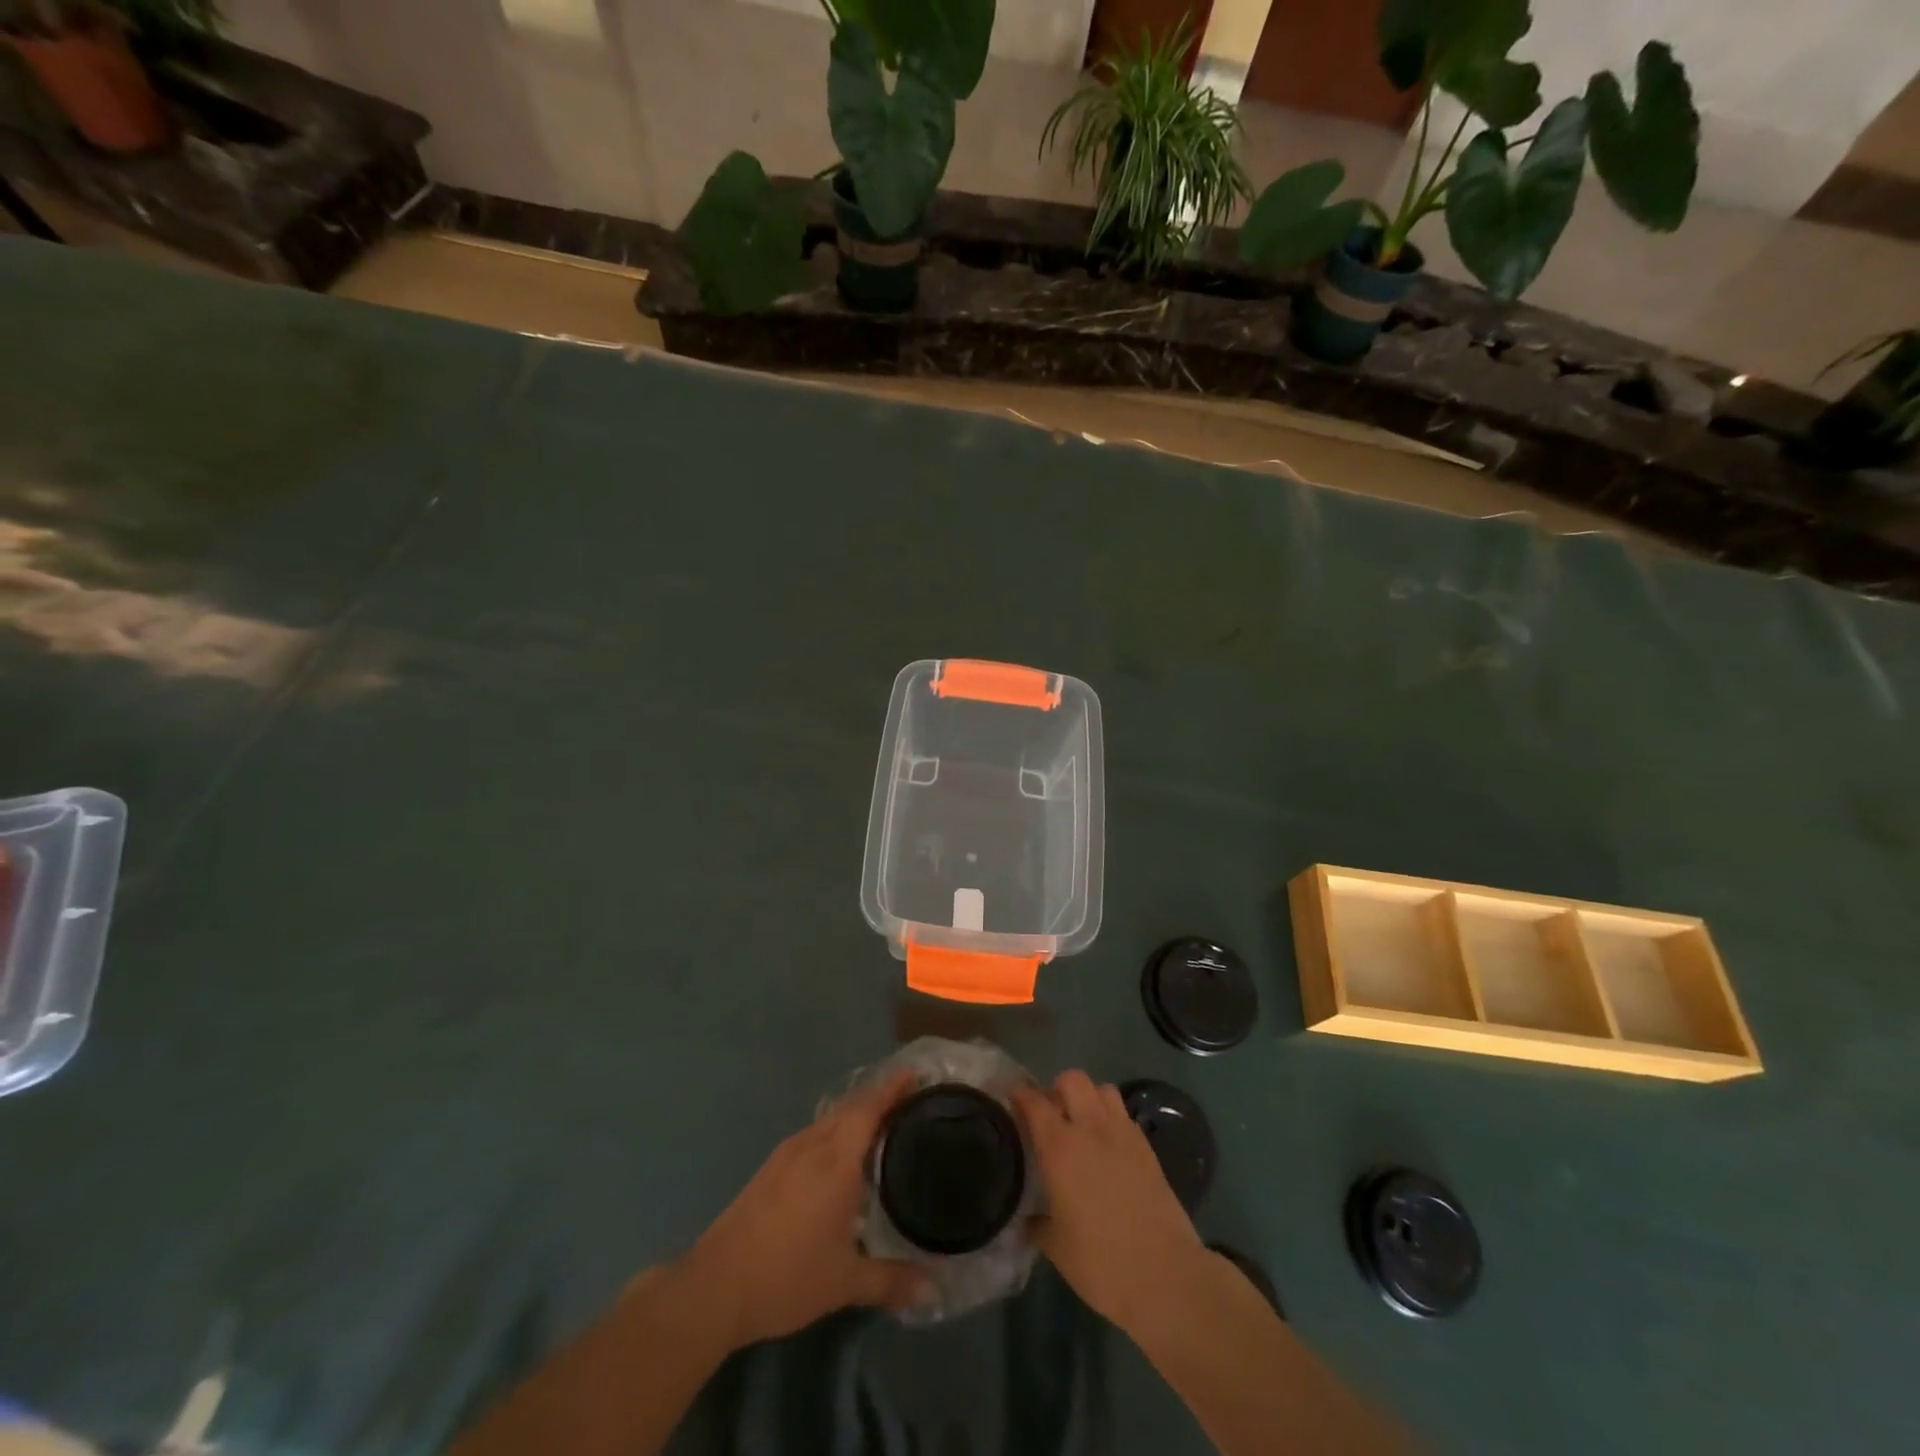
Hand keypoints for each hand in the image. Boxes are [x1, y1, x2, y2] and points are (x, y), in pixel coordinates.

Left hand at [678, 1070, 931, 1350]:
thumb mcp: (845, 1283)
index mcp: (836, 1160)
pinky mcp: (770, 1169)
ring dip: (854, 1115)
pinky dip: (834, 1132)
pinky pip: (813, 1135)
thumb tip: (935, 1290)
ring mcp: (787, 1154)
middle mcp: (812, 1145)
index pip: (869, 1108)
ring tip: (880, 1126)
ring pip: (829, 1120)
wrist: (716, 1286)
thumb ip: (892, 1280)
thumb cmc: (787, 1276)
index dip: (892, 1088)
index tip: (915, 1074)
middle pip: (850, 1107)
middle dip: (879, 1099)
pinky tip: (839, 1157)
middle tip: (908, 1101)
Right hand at [1012, 1071, 1209, 1334]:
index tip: (1010, 1096)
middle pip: (1072, 1079)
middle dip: (1057, 1088)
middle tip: (1050, 1114)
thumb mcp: (1057, 1248)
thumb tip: (1028, 1218)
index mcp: (1060, 1147)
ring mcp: (1123, 1134)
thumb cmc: (1101, 1263)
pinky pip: (1124, 1114)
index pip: (1034, 1101)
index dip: (1019, 1093)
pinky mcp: (1147, 1148)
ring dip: (1088, 1098)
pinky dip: (1111, 1118)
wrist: (1166, 1276)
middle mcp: (1090, 1129)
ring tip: (1081, 1124)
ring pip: (1102, 1089)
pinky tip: (1107, 1146)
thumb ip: (1038, 1223)